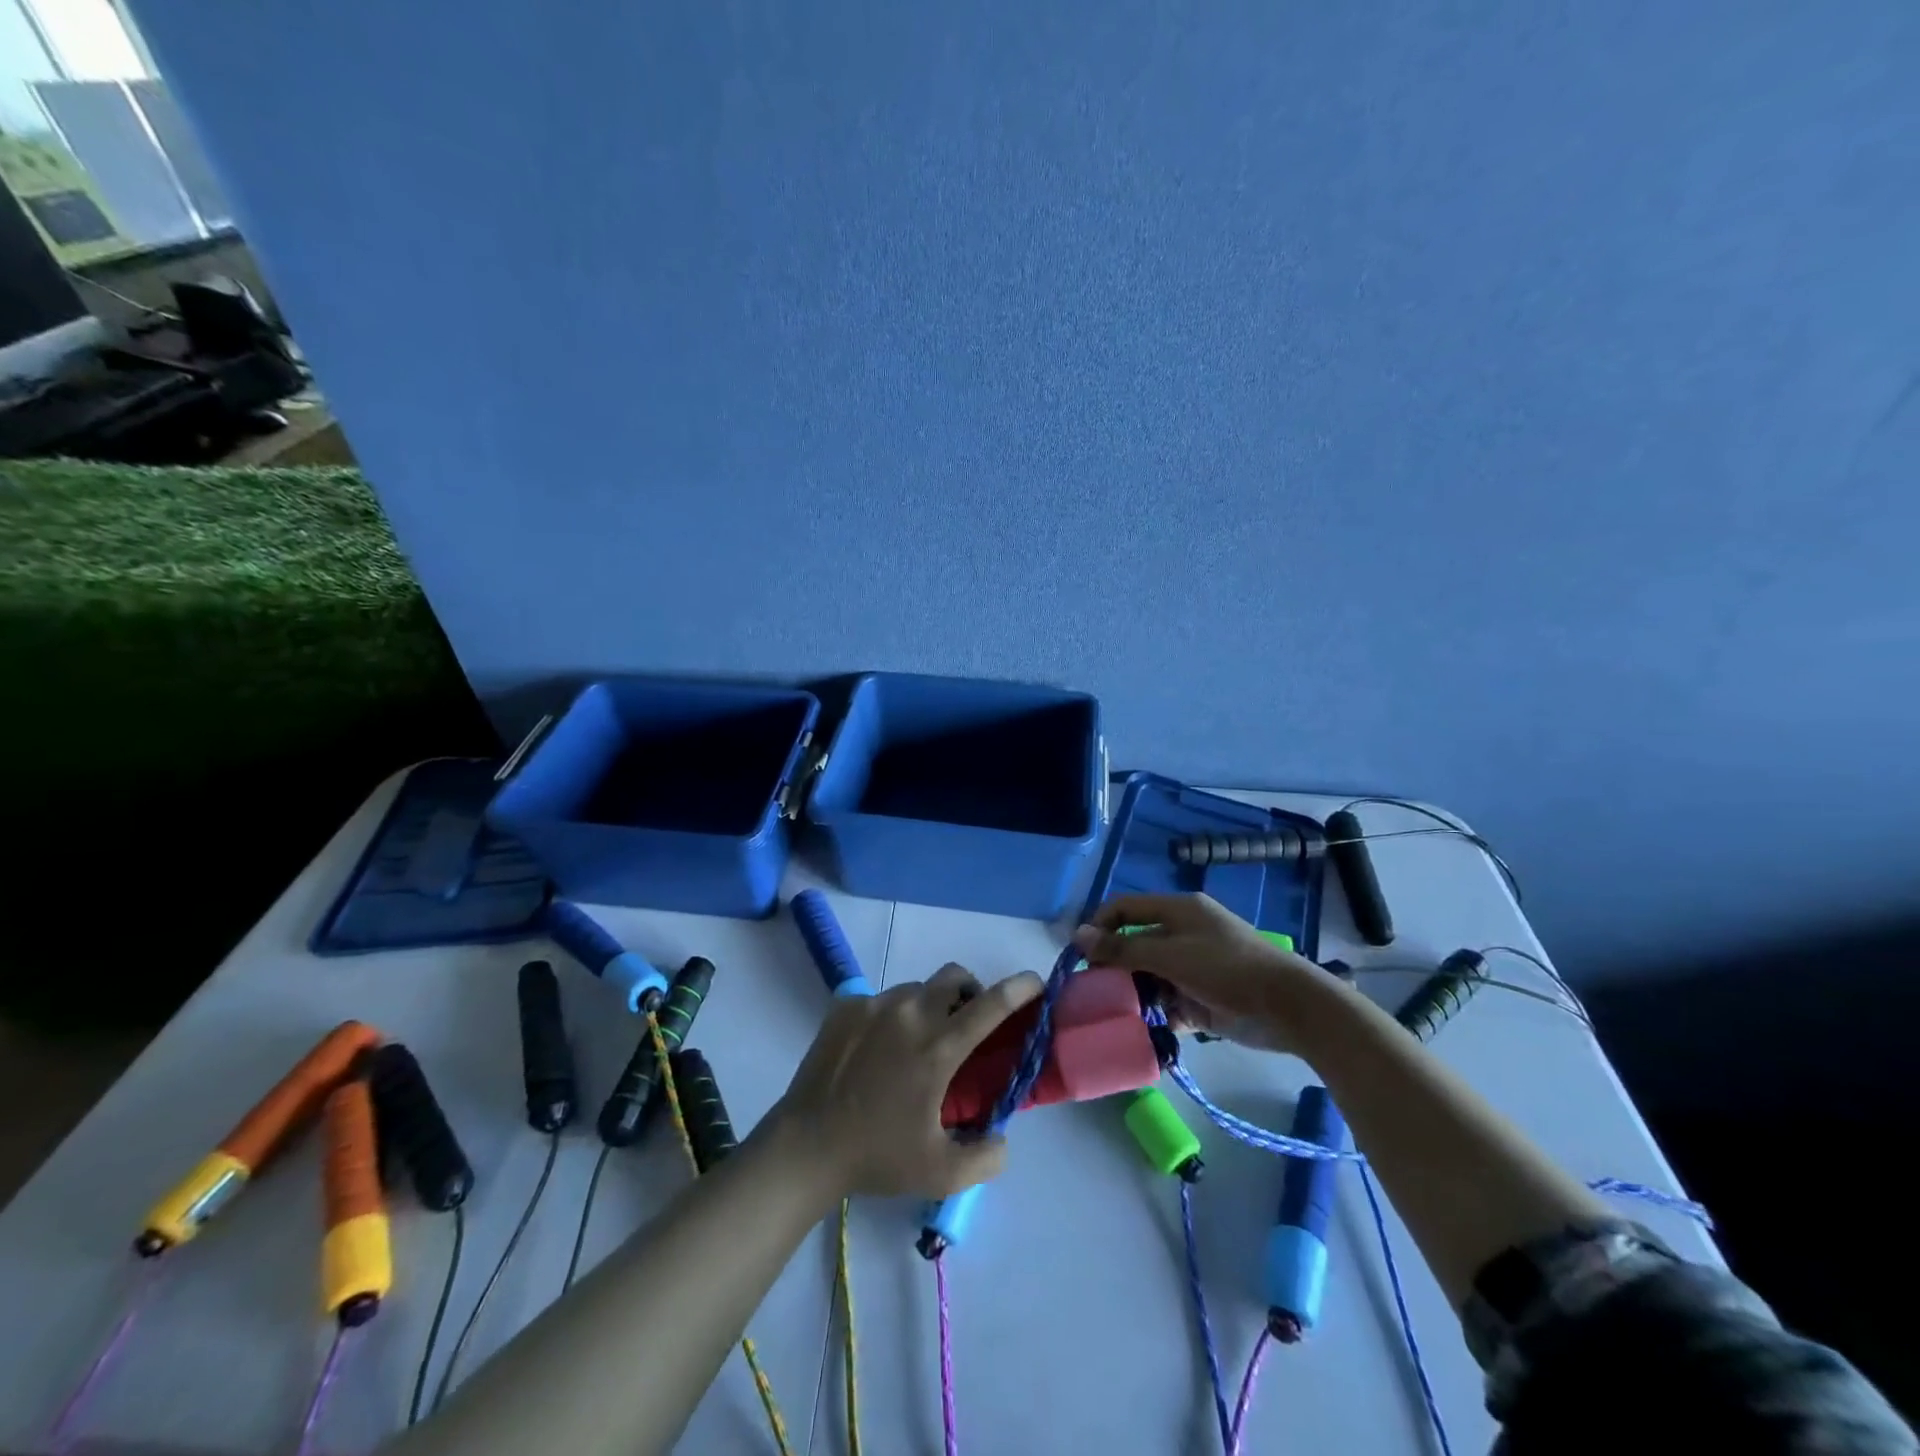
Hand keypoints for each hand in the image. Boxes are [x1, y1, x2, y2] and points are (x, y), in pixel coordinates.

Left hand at [773, 964, 1042, 1198]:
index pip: (991, 1004)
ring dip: (929, 1007)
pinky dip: (891, 1016)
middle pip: (954, 977)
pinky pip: (880, 999)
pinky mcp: (846, 1006)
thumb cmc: (876, 1156)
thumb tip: (1001, 1136)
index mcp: (938, 1048)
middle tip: (967, 1022)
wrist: (805, 1146)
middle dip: (970, 991)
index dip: (1019, 988)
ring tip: (915, 1044)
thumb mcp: (941, 1173)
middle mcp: (910, 1013)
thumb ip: (986, 1157)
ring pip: (916, 989)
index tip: (1036, 981)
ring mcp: (874, 1005)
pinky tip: (878, 1050)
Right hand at [1072, 893, 1326, 1051]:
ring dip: (1134, 993)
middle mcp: (1182, 934)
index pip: (1125, 908)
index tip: (1080, 957)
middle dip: (1114, 967)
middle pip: (1135, 944)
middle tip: (1095, 993)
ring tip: (1117, 1014)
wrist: (1289, 1007)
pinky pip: (1168, 1000)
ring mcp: (1193, 966)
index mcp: (1177, 911)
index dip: (1099, 926)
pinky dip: (1157, 1012)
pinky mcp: (1202, 997)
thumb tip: (1078, 935)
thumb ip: (1123, 948)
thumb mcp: (1171, 955)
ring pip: (1149, 975)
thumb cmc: (1227, 969)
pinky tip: (1147, 1027)